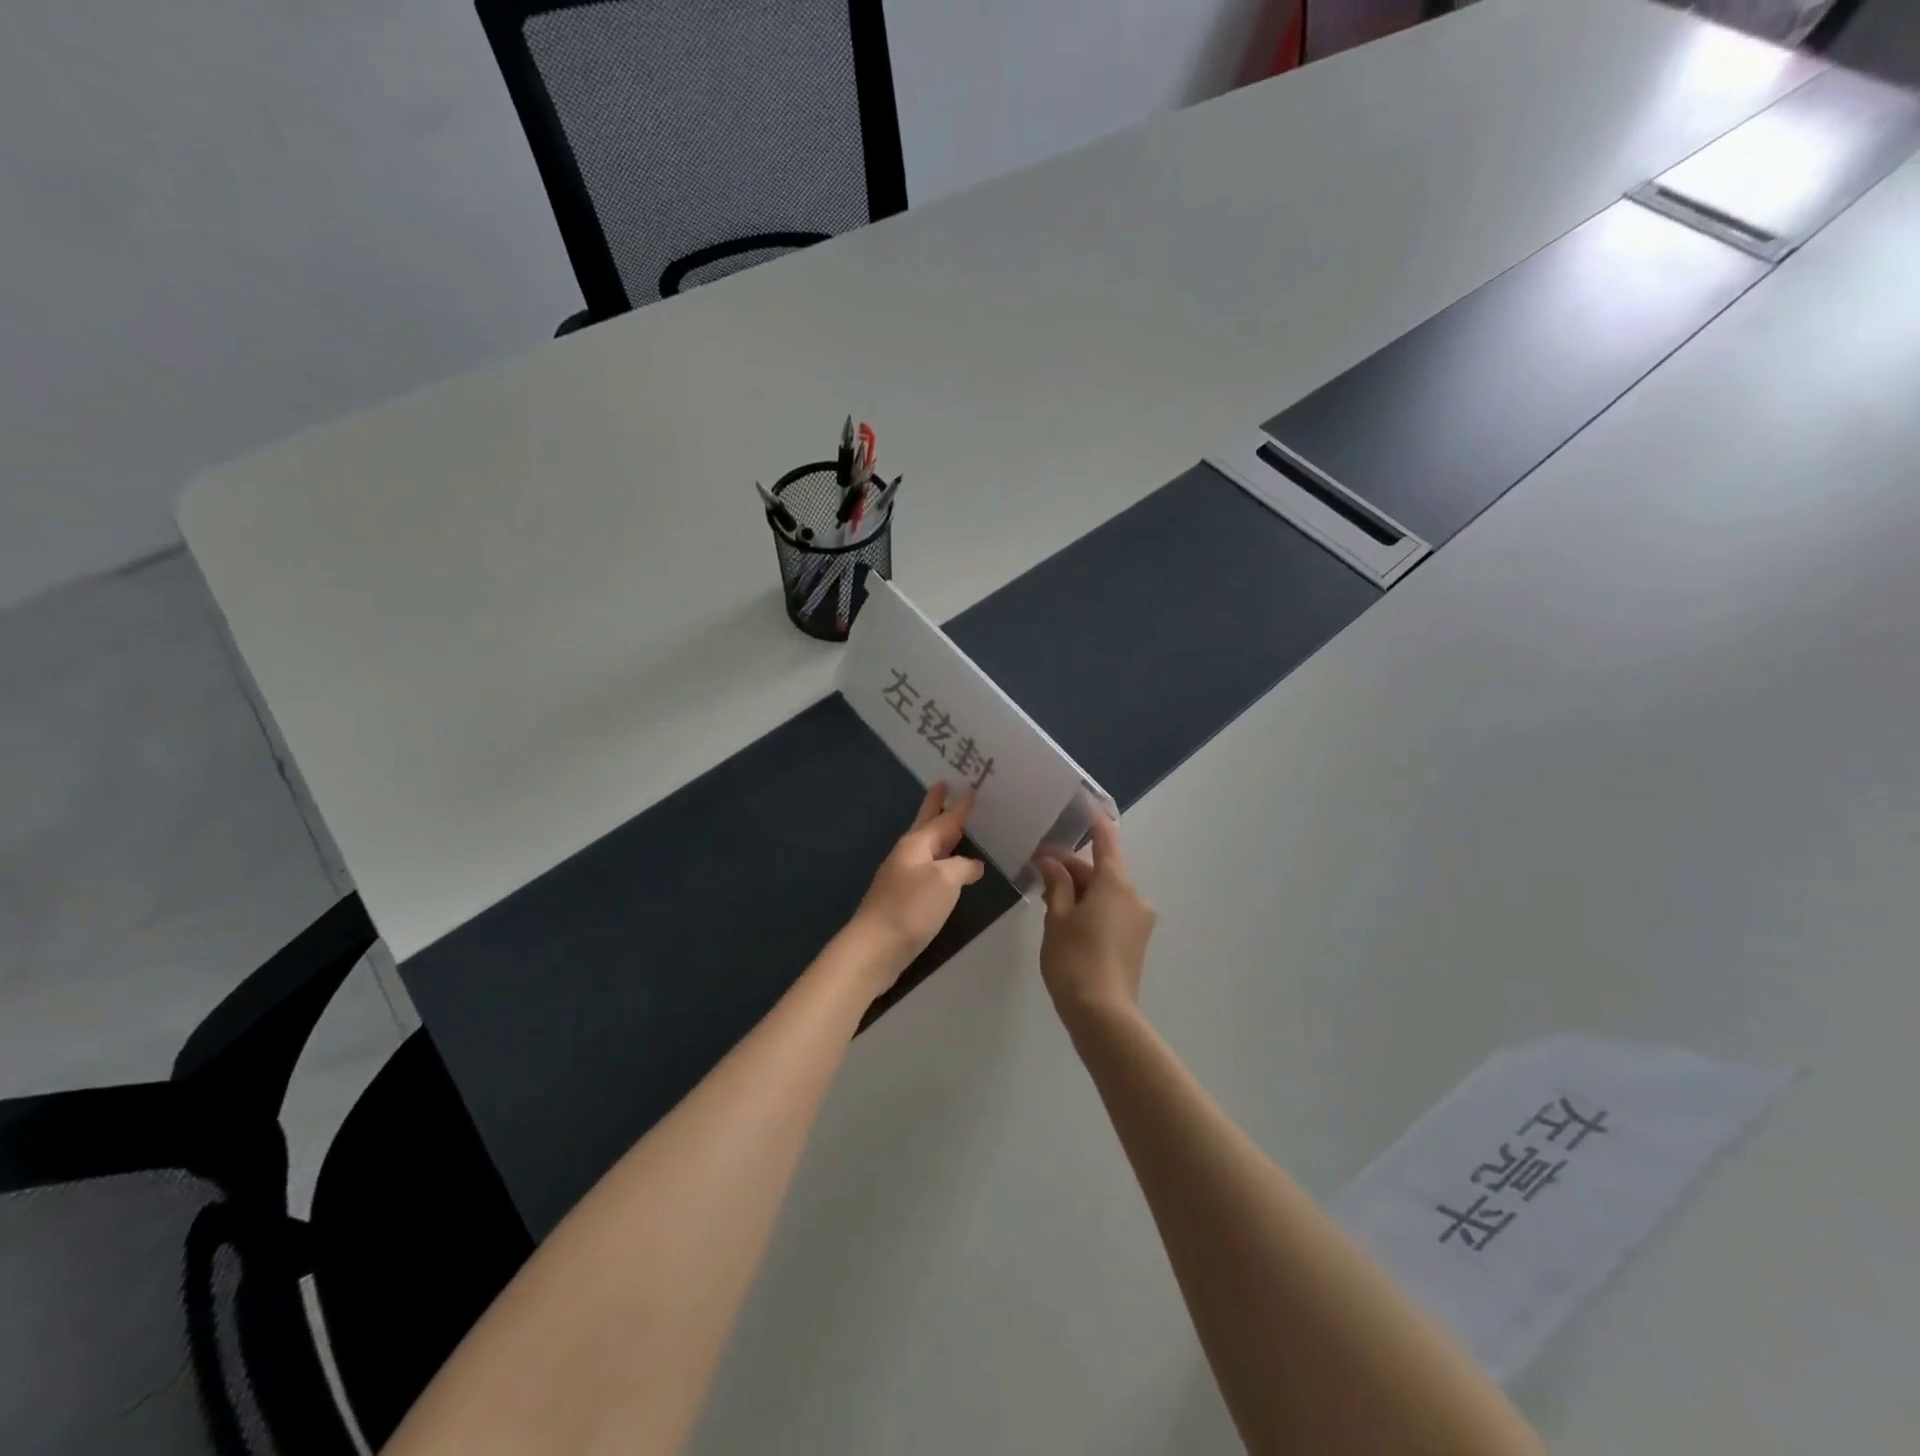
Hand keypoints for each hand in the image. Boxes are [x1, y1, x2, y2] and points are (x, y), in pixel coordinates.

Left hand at [845, 782, 985, 986]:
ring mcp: (901, 877)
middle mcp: (907, 855)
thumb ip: (962, 867)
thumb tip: (972, 865)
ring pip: (926, 848)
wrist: (875, 947)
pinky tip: (947, 872)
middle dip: (936, 807)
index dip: (959, 806)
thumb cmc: (911, 907)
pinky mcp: (902, 899)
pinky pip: (926, 871)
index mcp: (916, 844)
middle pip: (926, 825)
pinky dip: (939, 863)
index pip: (943, 819)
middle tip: (944, 786)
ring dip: (940, 836)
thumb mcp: (945, 881)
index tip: (969, 788)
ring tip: (954, 828)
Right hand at [1035, 816, 1155, 1022]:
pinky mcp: (1135, 941)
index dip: (1096, 823)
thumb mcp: (1057, 918)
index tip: (1087, 807)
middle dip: (1072, 867)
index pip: (1107, 842)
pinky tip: (1067, 917)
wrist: (1104, 1015)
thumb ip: (1056, 885)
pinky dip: (1091, 906)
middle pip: (1102, 871)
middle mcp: (1134, 897)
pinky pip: (1112, 911)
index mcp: (1115, 884)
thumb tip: (1051, 862)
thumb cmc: (1074, 960)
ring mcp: (1138, 921)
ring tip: (1047, 895)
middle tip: (1039, 866)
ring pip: (1106, 892)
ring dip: (1080, 889)